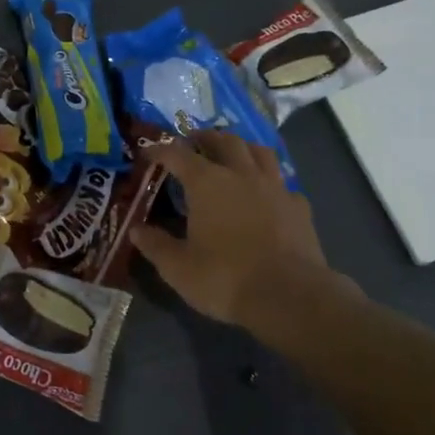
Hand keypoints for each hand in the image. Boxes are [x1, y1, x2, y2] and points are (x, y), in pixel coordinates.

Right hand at [131, 131, 359, 333]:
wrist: (290, 297)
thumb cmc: (225, 278)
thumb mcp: (178, 267)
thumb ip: (155, 245)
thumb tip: (135, 230)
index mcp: (207, 182)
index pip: (177, 154)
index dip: (160, 151)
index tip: (148, 153)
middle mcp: (241, 174)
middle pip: (223, 140)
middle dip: (205, 137)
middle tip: (193, 143)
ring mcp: (274, 187)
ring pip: (259, 151)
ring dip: (242, 148)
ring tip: (232, 155)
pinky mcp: (299, 206)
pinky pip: (282, 183)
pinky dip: (269, 182)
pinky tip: (266, 194)